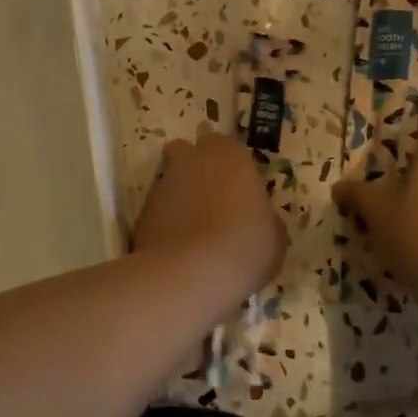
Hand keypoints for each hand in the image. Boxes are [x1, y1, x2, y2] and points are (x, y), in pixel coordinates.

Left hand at [132, 124, 286, 298]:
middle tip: (207, 191)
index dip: (228, 160)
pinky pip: (156, 207)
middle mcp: (194, 161)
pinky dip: (164, 218)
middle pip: (186, 149)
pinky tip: (175, 241)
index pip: (226, 142)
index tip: (234, 179)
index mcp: (232, 157)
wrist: (192, 273)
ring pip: (168, 177)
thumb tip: (260, 219)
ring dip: (178, 191)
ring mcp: (164, 183)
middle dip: (192, 163)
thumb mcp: (274, 237)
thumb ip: (265, 218)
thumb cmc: (246, 248)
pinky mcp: (143, 210)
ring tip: (190, 222)